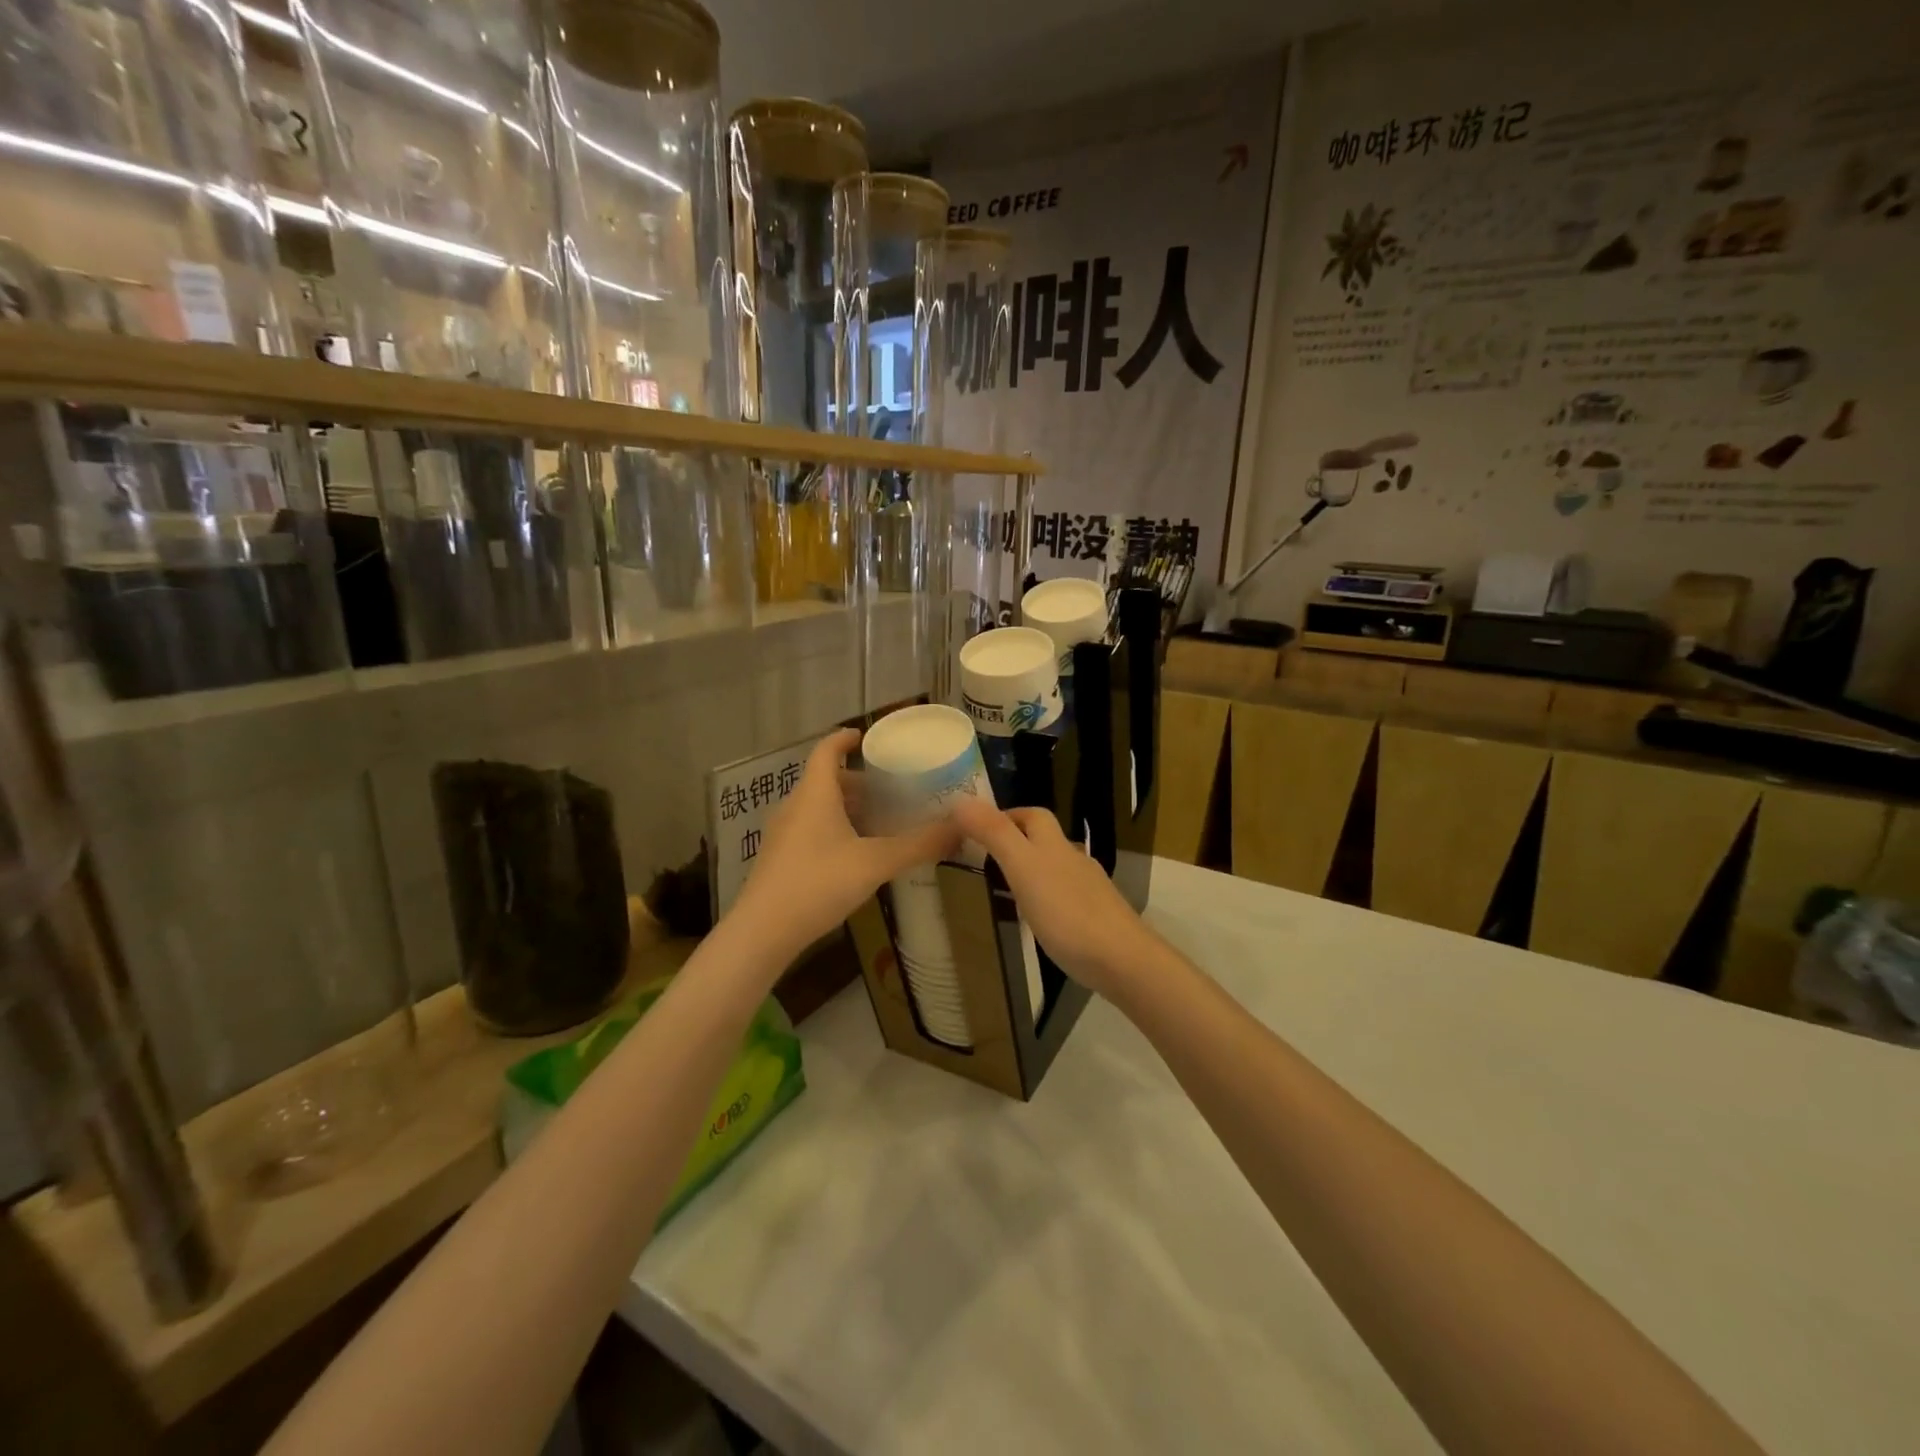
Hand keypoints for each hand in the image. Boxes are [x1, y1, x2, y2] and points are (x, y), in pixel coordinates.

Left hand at [728, 729, 958, 965]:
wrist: (762, 932)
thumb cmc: (818, 883)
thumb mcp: (875, 862)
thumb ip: (919, 845)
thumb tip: (960, 827)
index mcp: (815, 794)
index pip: (827, 751)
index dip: (845, 739)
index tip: (866, 736)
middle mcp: (795, 806)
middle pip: (827, 781)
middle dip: (859, 783)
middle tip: (891, 791)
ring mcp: (783, 834)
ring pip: (819, 808)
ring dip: (848, 809)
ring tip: (881, 823)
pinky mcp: (780, 859)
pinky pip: (811, 830)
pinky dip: (836, 830)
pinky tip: (856, 855)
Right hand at [950, 799, 1158, 996]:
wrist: (1122, 959)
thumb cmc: (1067, 912)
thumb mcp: (1023, 868)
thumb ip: (994, 834)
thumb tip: (961, 800)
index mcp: (1054, 844)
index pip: (1032, 815)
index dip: (1007, 814)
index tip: (978, 828)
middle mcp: (1073, 859)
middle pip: (1045, 839)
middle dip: (1018, 840)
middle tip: (986, 857)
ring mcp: (1089, 888)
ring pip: (1056, 867)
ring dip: (1032, 870)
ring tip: (1006, 888)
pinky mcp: (1096, 916)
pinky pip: (1066, 897)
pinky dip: (1048, 898)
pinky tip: (1039, 919)